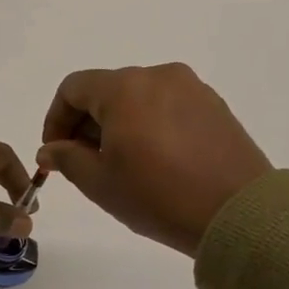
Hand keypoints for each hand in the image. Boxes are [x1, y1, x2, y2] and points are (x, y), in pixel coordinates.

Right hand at [38, 63, 270, 256]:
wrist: (237, 213)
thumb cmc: (158, 196)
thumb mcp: (100, 182)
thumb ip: (67, 158)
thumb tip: (51, 149)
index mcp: (125, 88)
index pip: (73, 88)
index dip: (55, 119)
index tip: (55, 152)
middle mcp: (158, 76)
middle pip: (106, 89)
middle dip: (86, 123)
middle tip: (84, 162)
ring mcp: (191, 88)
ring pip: (137, 97)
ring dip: (118, 124)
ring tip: (121, 164)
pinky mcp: (213, 106)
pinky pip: (166, 106)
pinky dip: (149, 125)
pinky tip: (154, 160)